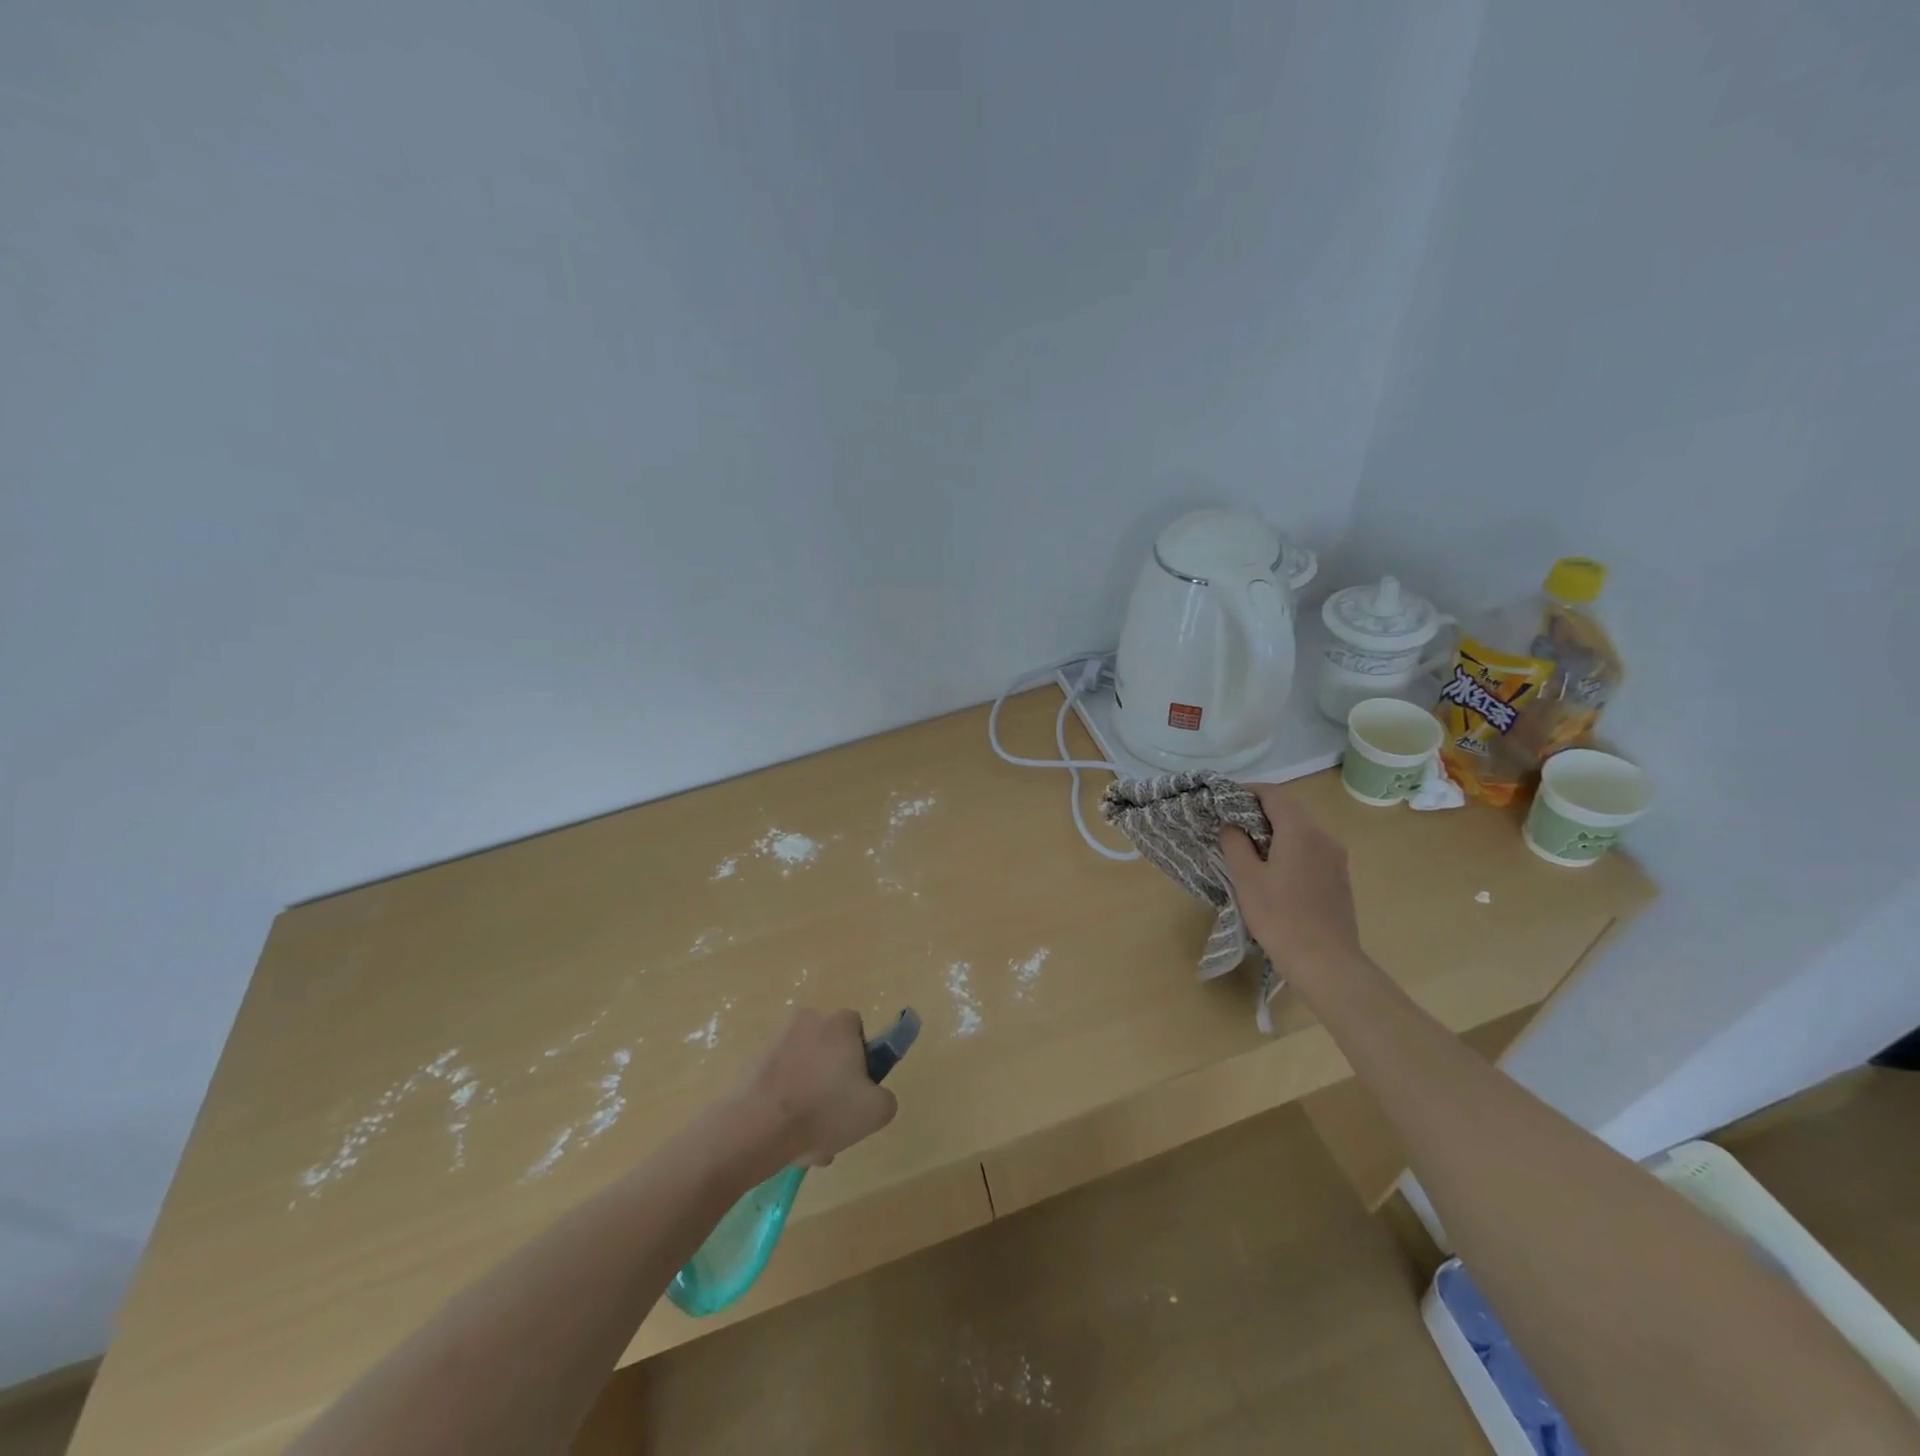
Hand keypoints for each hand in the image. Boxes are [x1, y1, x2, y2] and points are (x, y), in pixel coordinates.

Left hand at [733, 1009, 897, 1167]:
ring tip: (810, 1139)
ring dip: (810, 1100)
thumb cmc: (824, 1110)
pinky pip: (781, 1081)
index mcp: (839, 1023)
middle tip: (834, 1122)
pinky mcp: (753, 1061)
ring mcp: (776, 1040)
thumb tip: (874, 1095)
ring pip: (805, 1071)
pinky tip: (787, 1137)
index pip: (858, 1031)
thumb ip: (886, 1097)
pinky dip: (786, 1104)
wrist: (757, 1127)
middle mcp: (808, 1020)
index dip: (862, 1061)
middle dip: (833, 1086)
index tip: (857, 1091)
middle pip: (830, 1052)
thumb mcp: (877, 1111)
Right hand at [1219, 784, 1363, 981]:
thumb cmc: (1280, 917)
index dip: (1247, 791)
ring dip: (1275, 828)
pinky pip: (1311, 847)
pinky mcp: (1339, 876)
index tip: (1224, 800)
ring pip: (1302, 828)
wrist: (1326, 962)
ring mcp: (1336, 857)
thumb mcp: (1247, 878)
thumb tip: (1232, 825)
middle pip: (1290, 808)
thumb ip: (1235, 843)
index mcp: (1300, 831)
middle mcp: (1324, 836)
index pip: (1273, 794)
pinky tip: (1273, 868)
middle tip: (1231, 823)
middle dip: (1259, 809)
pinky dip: (1289, 845)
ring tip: (1248, 846)